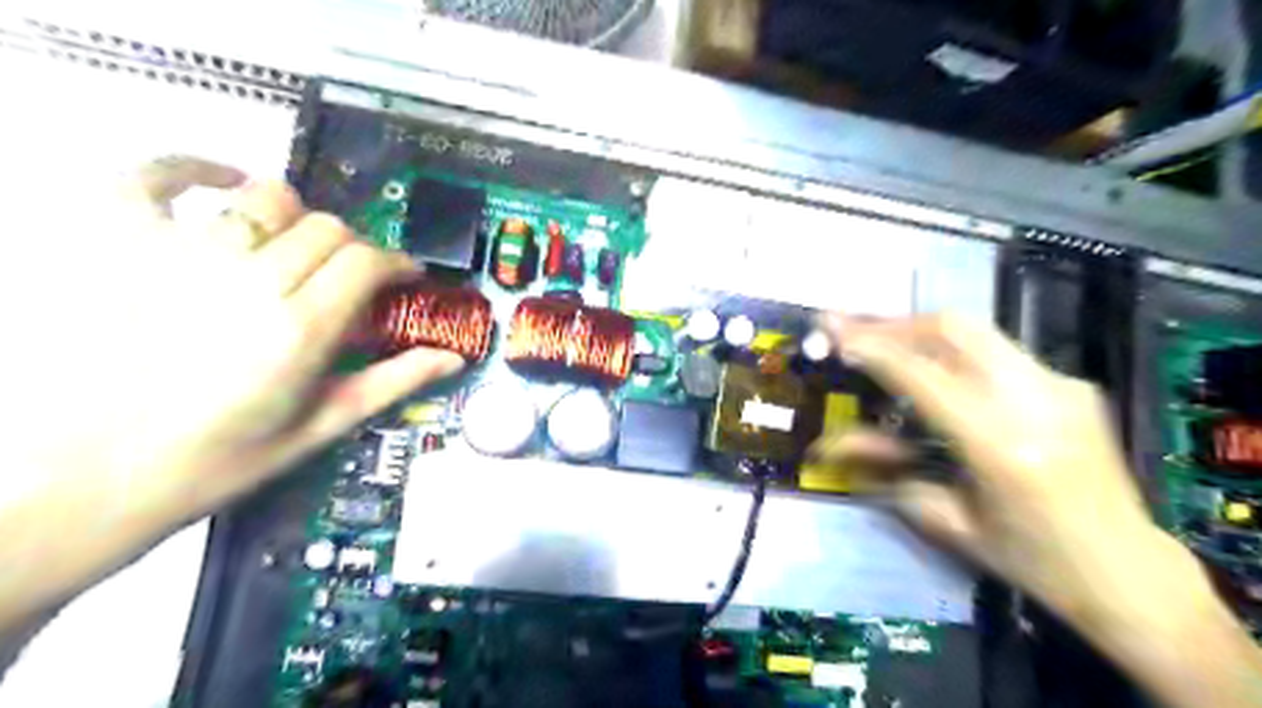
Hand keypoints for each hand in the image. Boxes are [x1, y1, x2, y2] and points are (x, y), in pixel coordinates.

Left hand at [0, 154, 462, 597]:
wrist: (98, 479)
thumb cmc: (222, 460)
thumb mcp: (323, 427)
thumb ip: (392, 383)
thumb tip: (452, 358)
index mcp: (300, 330)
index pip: (366, 263)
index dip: (397, 262)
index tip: (405, 275)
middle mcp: (248, 283)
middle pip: (326, 229)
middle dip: (355, 246)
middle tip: (355, 275)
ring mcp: (182, 260)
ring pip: (265, 200)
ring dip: (298, 216)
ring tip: (301, 242)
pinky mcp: (124, 250)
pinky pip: (152, 181)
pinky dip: (189, 167)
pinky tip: (222, 177)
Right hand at [807, 316, 1194, 630]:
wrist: (1128, 570)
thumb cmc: (1030, 559)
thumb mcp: (947, 519)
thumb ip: (884, 471)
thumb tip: (829, 443)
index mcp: (1001, 445)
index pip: (921, 374)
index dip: (871, 346)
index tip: (831, 331)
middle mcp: (1036, 400)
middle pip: (953, 328)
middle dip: (893, 322)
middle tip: (852, 329)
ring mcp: (1060, 385)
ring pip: (975, 331)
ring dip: (919, 331)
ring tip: (882, 341)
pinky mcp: (1071, 383)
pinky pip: (998, 351)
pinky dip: (952, 351)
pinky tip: (933, 369)